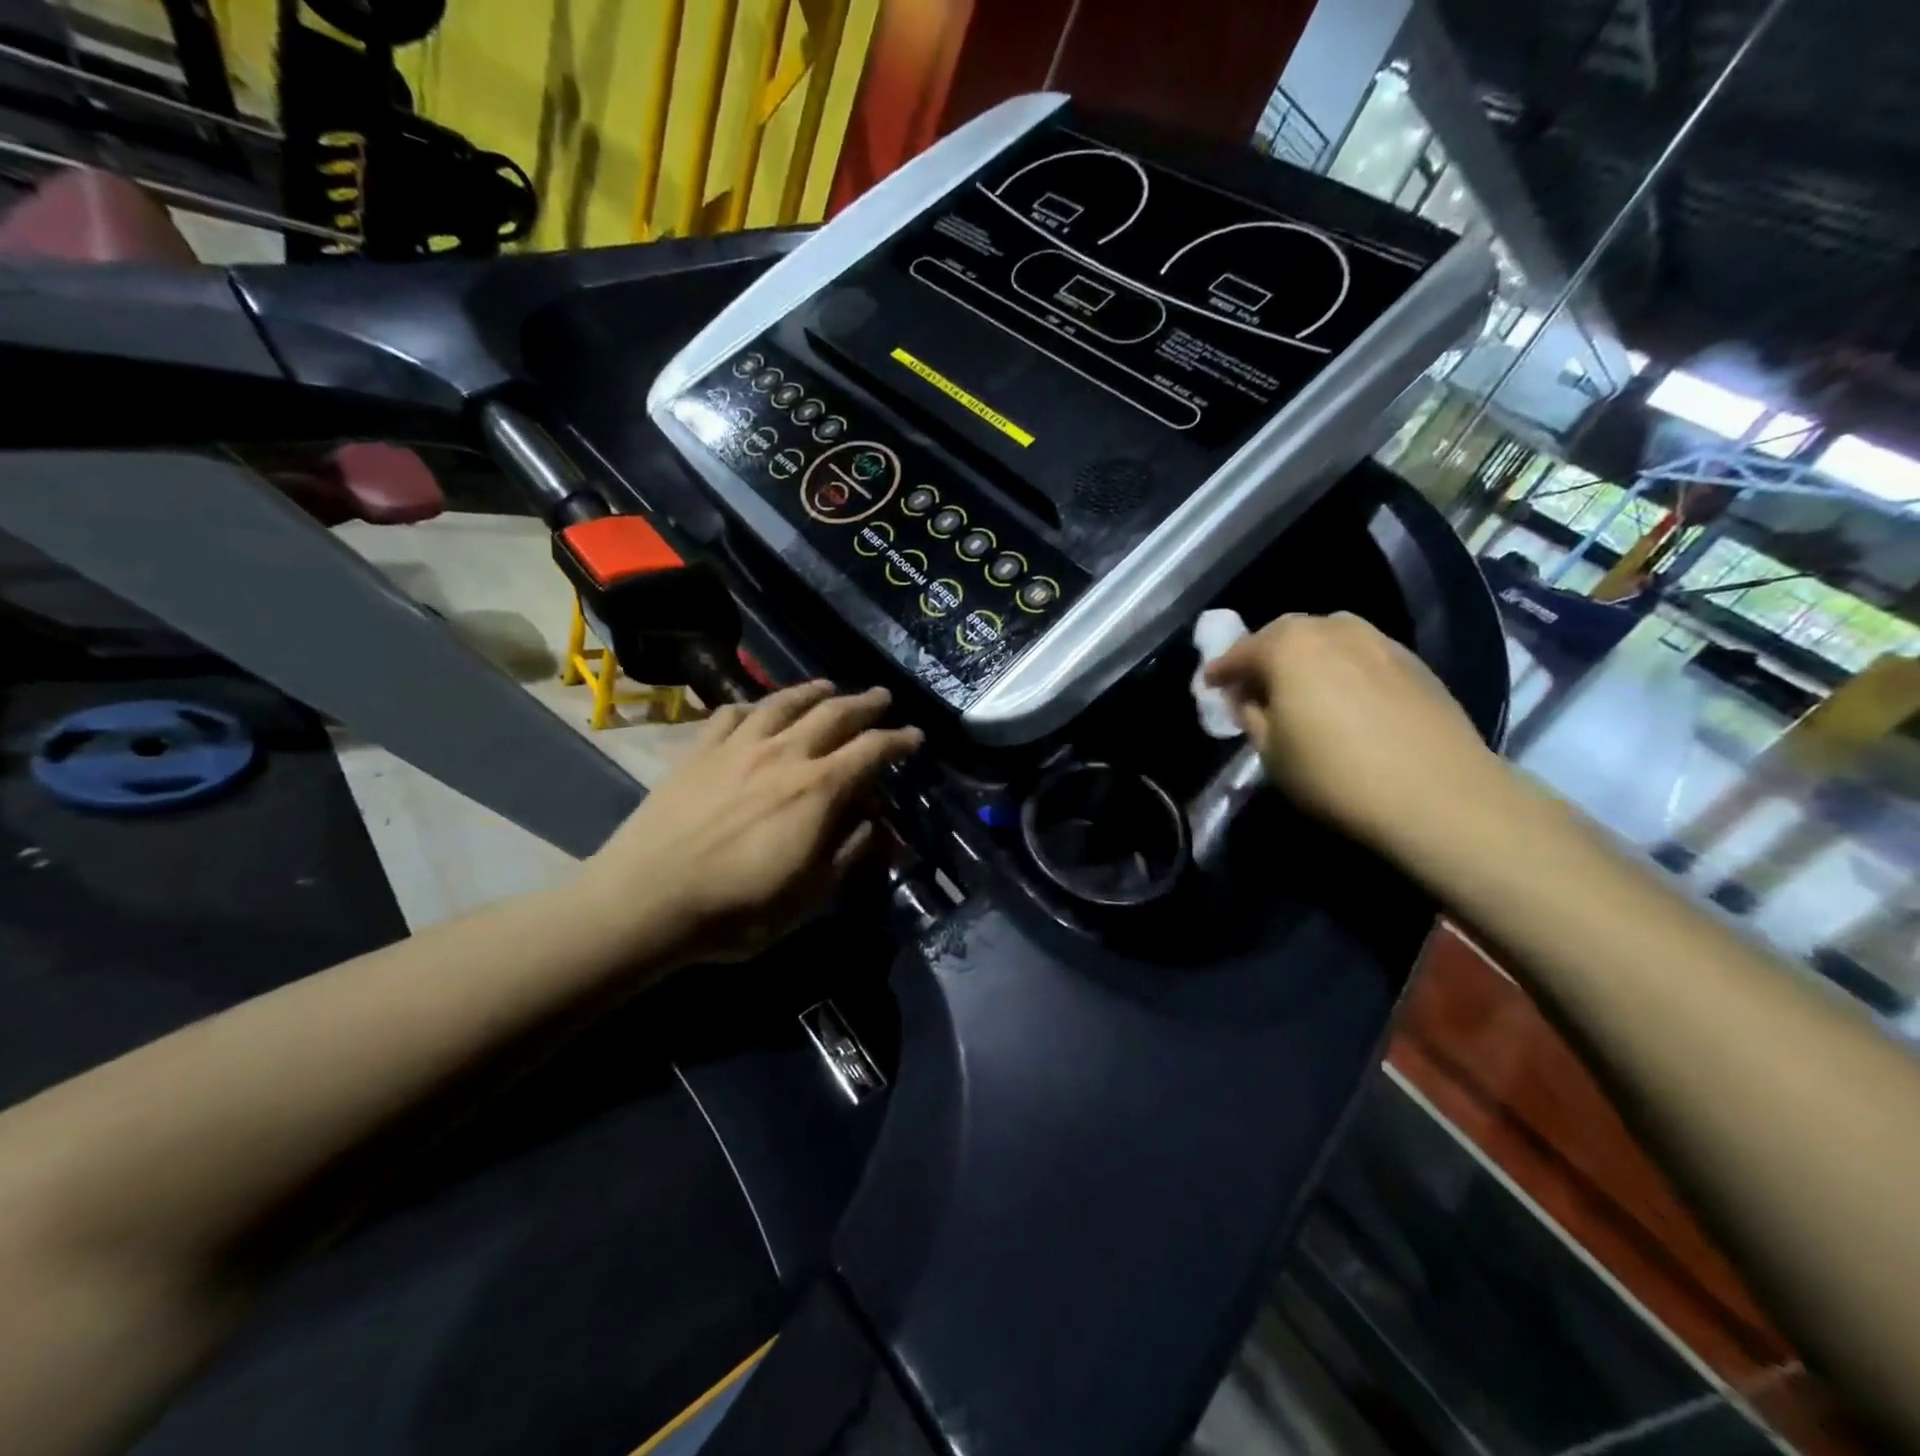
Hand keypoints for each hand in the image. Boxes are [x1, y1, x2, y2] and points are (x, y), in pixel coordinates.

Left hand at [581, 682, 921, 963]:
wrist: (645, 900)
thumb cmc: (737, 908)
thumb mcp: (809, 895)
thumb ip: (847, 852)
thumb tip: (874, 823)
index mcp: (817, 789)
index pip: (871, 751)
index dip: (898, 741)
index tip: (915, 736)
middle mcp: (783, 755)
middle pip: (833, 715)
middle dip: (864, 704)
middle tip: (882, 697)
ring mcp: (737, 747)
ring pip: (783, 704)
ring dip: (812, 692)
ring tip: (828, 687)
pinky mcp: (698, 752)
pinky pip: (730, 714)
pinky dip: (752, 706)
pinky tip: (757, 709)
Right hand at [1202, 612, 1497, 849]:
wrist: (1438, 794)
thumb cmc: (1335, 774)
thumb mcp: (1270, 752)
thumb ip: (1250, 715)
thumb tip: (1248, 698)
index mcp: (1288, 646)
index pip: (1240, 652)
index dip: (1221, 671)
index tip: (1210, 686)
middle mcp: (1332, 629)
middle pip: (1284, 635)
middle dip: (1263, 657)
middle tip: (1253, 686)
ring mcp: (1378, 640)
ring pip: (1326, 639)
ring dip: (1304, 658)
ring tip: (1300, 688)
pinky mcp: (1412, 661)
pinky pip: (1359, 654)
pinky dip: (1340, 667)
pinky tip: (1343, 696)